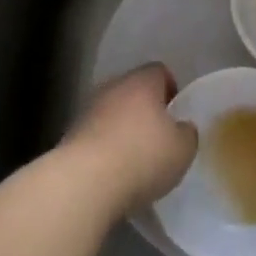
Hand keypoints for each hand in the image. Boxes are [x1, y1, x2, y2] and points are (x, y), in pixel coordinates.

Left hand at [62, 65, 197, 211]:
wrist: (84, 183)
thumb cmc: (142, 157)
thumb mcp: (183, 148)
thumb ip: (186, 133)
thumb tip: (181, 128)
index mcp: (142, 82)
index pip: (159, 72)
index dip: (171, 89)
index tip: (176, 113)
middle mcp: (112, 88)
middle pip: (133, 91)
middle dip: (145, 110)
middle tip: (158, 137)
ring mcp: (87, 111)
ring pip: (111, 113)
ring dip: (122, 130)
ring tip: (135, 159)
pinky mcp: (69, 137)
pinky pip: (95, 136)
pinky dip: (105, 149)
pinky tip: (113, 173)